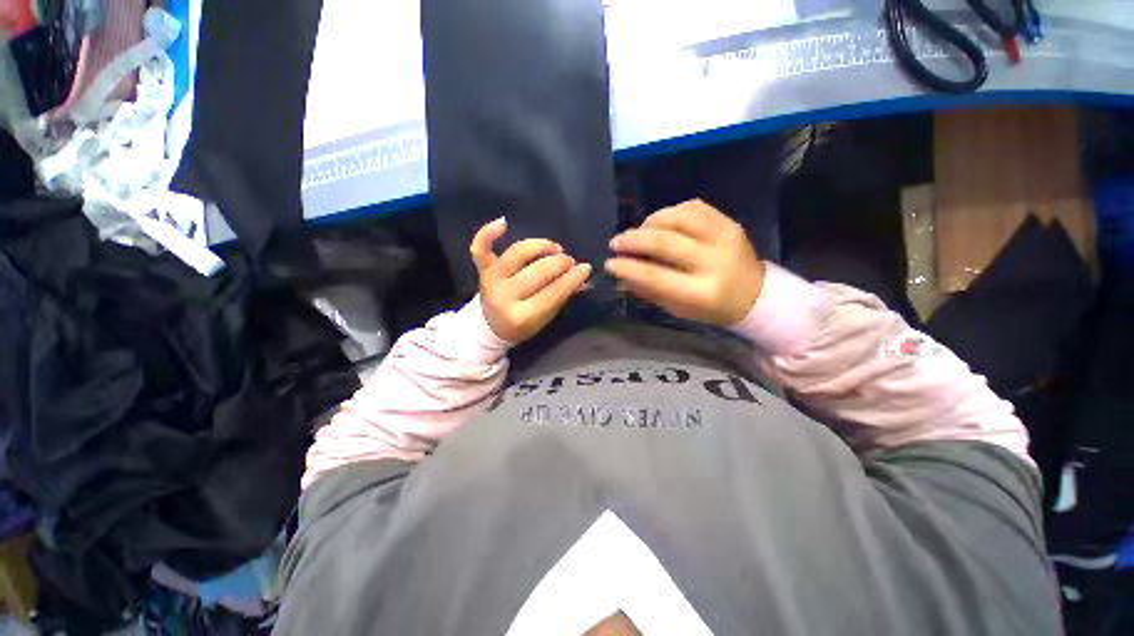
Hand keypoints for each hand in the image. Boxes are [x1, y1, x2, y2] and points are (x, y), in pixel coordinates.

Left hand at [470, 217, 591, 342]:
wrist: (491, 327)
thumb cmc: (523, 324)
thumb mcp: (545, 318)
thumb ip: (563, 297)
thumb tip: (583, 279)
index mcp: (521, 317)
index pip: (552, 294)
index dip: (572, 279)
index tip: (585, 268)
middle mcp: (504, 297)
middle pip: (537, 272)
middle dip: (559, 263)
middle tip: (570, 261)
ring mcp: (491, 281)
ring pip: (518, 253)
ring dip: (540, 246)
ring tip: (555, 248)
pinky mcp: (483, 270)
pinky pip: (480, 249)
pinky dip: (488, 233)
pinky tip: (503, 222)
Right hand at [605, 199, 764, 326]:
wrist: (755, 295)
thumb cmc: (711, 308)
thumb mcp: (677, 308)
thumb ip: (648, 290)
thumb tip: (620, 274)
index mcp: (702, 292)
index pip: (656, 276)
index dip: (628, 268)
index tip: (609, 263)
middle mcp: (715, 261)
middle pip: (665, 242)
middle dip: (633, 240)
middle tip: (616, 242)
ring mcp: (725, 237)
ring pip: (678, 218)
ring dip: (650, 223)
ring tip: (638, 233)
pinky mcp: (729, 222)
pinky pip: (693, 207)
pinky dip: (670, 212)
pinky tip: (660, 223)